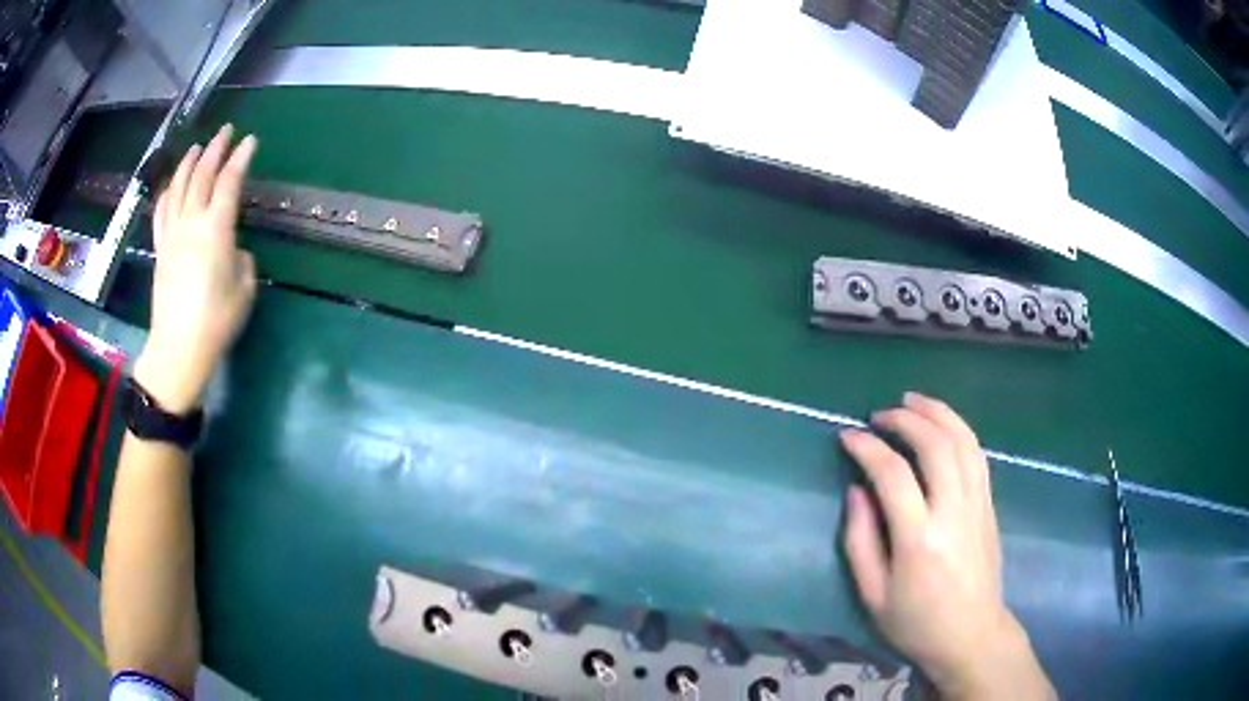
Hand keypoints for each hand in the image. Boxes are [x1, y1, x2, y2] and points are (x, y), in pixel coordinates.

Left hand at [133, 125, 258, 413]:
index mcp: (216, 230)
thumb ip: (242, 260)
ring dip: (188, 163)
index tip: (251, 141)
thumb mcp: (244, 289)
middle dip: (215, 149)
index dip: (241, 158)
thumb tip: (233, 250)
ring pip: (178, 188)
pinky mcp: (160, 250)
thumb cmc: (216, 322)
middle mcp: (191, 223)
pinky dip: (167, 192)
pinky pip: (161, 212)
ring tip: (196, 147)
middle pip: (202, 176)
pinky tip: (171, 184)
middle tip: (226, 131)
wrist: (178, 349)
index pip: (229, 182)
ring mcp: (172, 235)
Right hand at [840, 392, 1053, 699]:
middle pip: (935, 444)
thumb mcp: (872, 595)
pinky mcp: (989, 504)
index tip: (847, 437)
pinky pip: (977, 453)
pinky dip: (959, 428)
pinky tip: (942, 424)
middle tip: (879, 415)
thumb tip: (856, 490)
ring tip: (912, 401)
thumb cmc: (915, 622)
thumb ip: (860, 540)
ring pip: (963, 440)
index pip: (893, 474)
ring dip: (937, 412)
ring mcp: (977, 504)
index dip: (867, 448)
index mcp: (919, 539)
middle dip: (905, 419)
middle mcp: (953, 512)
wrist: (971, 634)